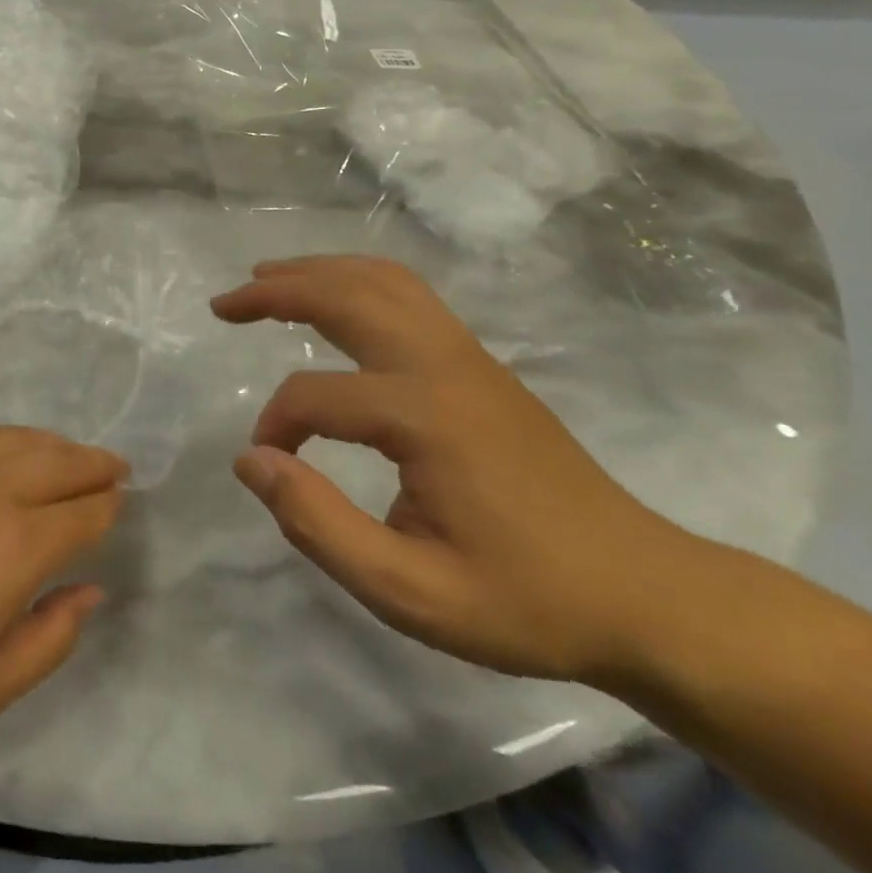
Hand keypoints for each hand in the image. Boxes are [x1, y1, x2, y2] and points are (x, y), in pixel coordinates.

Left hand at [0, 418, 124, 756]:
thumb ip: (49, 639)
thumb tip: (91, 591)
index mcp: (17, 547)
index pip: (84, 515)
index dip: (109, 509)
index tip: (120, 506)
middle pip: (61, 462)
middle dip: (95, 465)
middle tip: (114, 469)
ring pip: (20, 437)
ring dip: (54, 445)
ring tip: (69, 455)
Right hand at [212, 256, 697, 684]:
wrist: (646, 595)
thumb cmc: (526, 600)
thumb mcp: (411, 592)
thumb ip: (318, 525)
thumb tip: (251, 459)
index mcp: (426, 416)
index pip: (315, 397)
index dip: (276, 427)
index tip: (268, 466)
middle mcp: (445, 366)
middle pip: (347, 296)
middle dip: (277, 290)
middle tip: (225, 302)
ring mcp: (469, 357)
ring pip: (382, 281)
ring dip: (318, 272)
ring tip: (267, 278)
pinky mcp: (481, 365)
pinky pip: (410, 296)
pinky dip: (358, 281)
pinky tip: (336, 298)